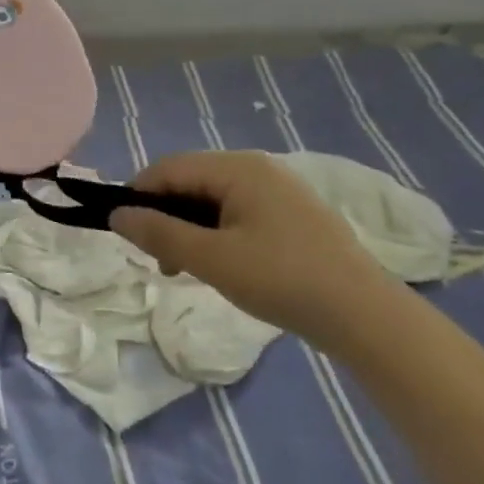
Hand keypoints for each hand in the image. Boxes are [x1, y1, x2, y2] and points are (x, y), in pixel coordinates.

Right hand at [110, 151, 398, 342]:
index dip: (139, 195)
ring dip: (190, 228)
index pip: (169, 168)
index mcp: (238, 168)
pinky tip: (221, 264)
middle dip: (166, 215)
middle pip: (191, 180)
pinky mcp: (293, 215)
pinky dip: (217, 233)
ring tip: (186, 268)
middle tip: (159, 259)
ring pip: (214, 198)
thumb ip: (160, 234)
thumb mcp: (212, 259)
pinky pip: (238, 212)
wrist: (366, 316)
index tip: (125, 233)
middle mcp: (258, 168)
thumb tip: (117, 215)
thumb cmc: (282, 280)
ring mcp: (279, 191)